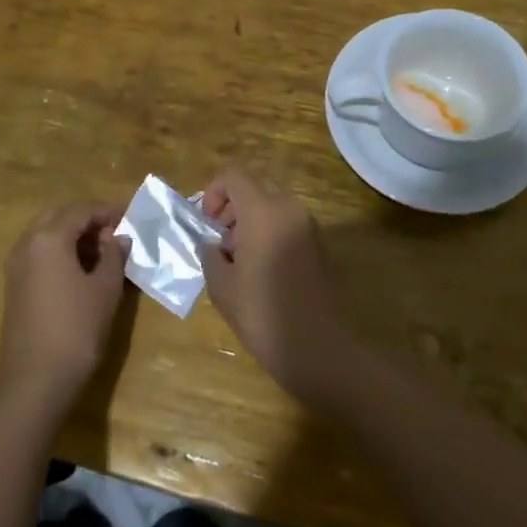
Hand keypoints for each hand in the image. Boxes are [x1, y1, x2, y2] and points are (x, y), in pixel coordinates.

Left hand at [0, 203, 131, 418]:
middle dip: (86, 219)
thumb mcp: (105, 289)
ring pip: (46, 234)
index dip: (106, 211)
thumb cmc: (76, 329)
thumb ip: (114, 255)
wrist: (34, 382)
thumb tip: (118, 237)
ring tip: (101, 252)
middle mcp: (27, 243)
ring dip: (72, 235)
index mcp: (48, 237)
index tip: (129, 218)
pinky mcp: (14, 286)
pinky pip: (38, 254)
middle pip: (59, 216)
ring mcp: (16, 265)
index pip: (81, 210)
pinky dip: (59, 252)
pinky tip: (80, 271)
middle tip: (113, 233)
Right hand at [199, 168, 352, 404]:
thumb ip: (210, 253)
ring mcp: (309, 226)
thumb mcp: (221, 285)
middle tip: (220, 245)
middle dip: (231, 210)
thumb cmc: (263, 315)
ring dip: (250, 223)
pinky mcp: (320, 245)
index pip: (233, 176)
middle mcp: (290, 209)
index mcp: (264, 211)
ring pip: (271, 207)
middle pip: (254, 189)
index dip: (213, 193)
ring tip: (239, 262)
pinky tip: (262, 272)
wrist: (318, 350)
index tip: (206, 224)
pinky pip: (287, 225)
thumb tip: (212, 243)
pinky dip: (269, 235)